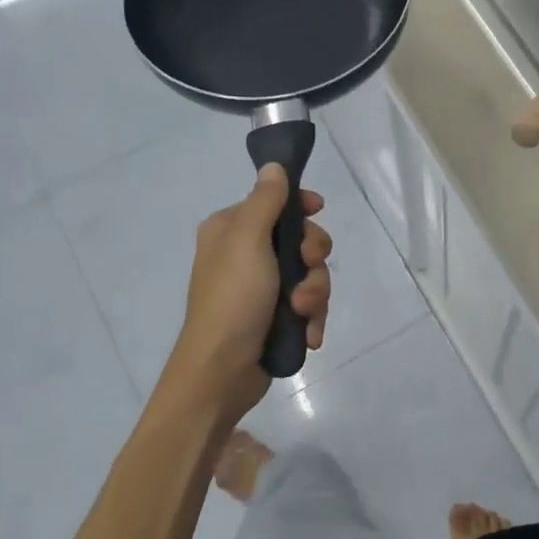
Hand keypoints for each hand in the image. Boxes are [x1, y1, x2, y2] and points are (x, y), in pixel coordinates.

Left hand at [164, 165, 331, 427]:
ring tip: (301, 313)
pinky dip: (312, 318)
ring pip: (310, 275)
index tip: (318, 209)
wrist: (221, 372)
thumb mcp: (248, 241)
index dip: (300, 205)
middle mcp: (246, 254)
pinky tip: (309, 334)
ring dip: (314, 294)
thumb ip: (265, 201)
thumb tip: (273, 166)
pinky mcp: (275, 317)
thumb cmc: (232, 299)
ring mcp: (262, 288)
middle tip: (308, 269)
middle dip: (312, 259)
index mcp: (231, 230)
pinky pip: (308, 306)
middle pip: (300, 239)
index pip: (274, 201)